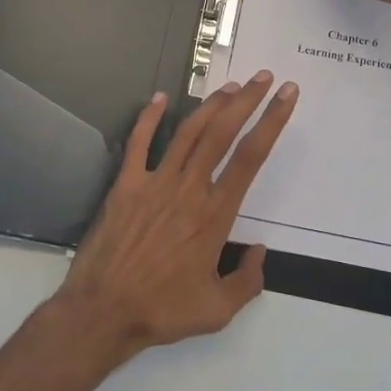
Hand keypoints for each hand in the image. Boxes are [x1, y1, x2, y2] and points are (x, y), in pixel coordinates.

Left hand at [54, 71, 297, 358]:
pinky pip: (139, 143)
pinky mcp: (126, 185)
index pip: (251, 157)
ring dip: (211, 105)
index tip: (287, 96)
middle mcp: (189, 189)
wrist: (103, 312)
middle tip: (264, 77)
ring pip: (188, 132)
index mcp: (215, 214)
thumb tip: (260, 253)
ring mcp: (155, 183)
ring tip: (230, 86)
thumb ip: (248, 281)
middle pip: (223, 133)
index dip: (272, 122)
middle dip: (247, 100)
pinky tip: (160, 97)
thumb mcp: (218, 310)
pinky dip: (149, 117)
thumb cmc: (162, 311)